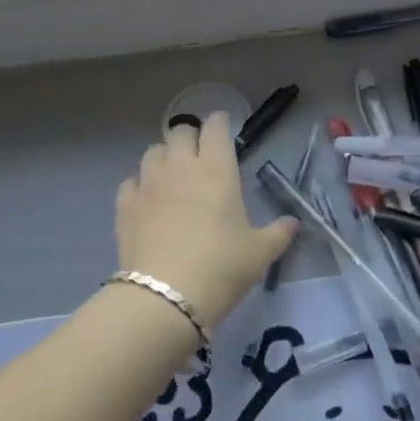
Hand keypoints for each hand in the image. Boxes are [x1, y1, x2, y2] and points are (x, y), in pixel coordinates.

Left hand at [115, 113, 298, 328]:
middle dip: (191, 137)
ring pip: (153, 152)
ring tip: (173, 176)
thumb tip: (293, 223)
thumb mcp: (259, 253)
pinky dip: (140, 184)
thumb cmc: (222, 268)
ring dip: (165, 157)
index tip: (223, 129)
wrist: (165, 296)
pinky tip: (148, 200)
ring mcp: (148, 184)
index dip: (220, 124)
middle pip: (181, 132)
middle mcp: (180, 167)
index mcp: (217, 169)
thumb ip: (278, 233)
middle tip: (200, 155)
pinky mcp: (125, 205)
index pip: (215, 128)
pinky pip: (131, 181)